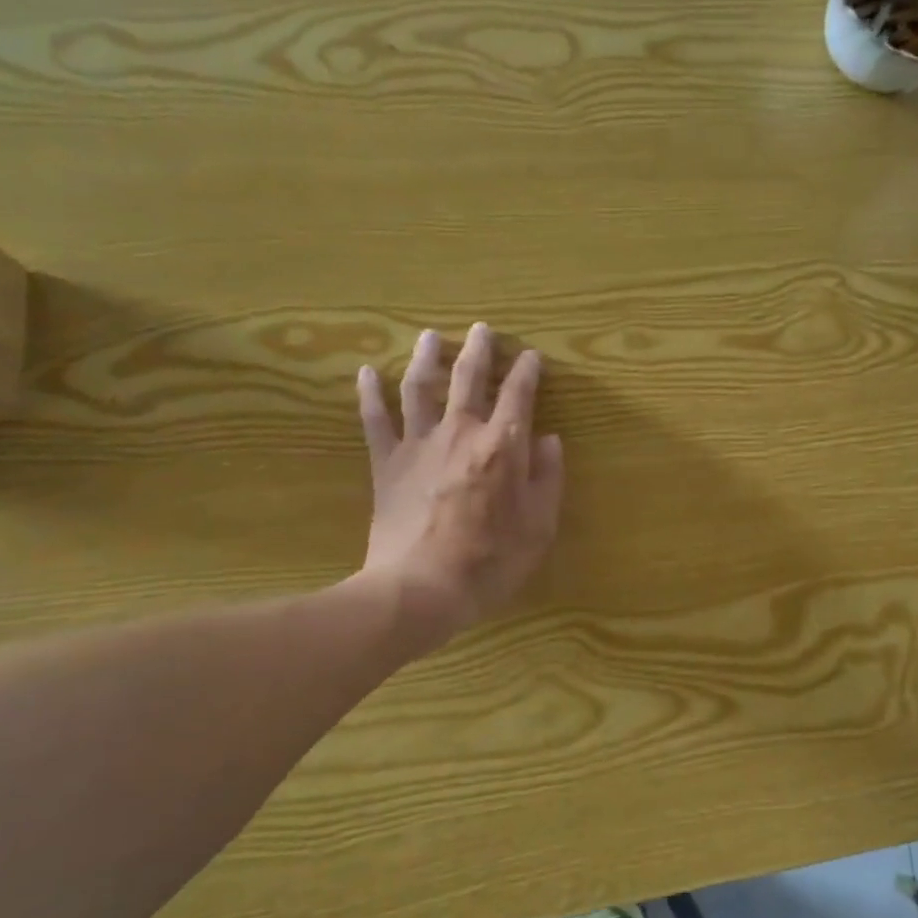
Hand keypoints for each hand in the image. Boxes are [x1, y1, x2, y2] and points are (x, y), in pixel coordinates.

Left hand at [356, 324, 563, 637]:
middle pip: (468, 378)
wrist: (421, 589)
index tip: (532, 357)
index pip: (518, 395)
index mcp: (502, 446)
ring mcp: (419, 445)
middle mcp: (460, 433)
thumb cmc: (490, 562)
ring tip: (430, 336)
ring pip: (420, 387)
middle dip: (478, 350)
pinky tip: (367, 372)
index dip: (527, 372)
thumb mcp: (539, 527)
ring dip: (427, 358)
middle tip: (482, 329)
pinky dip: (370, 394)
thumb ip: (548, 479)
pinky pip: (375, 421)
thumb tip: (549, 440)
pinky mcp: (387, 464)